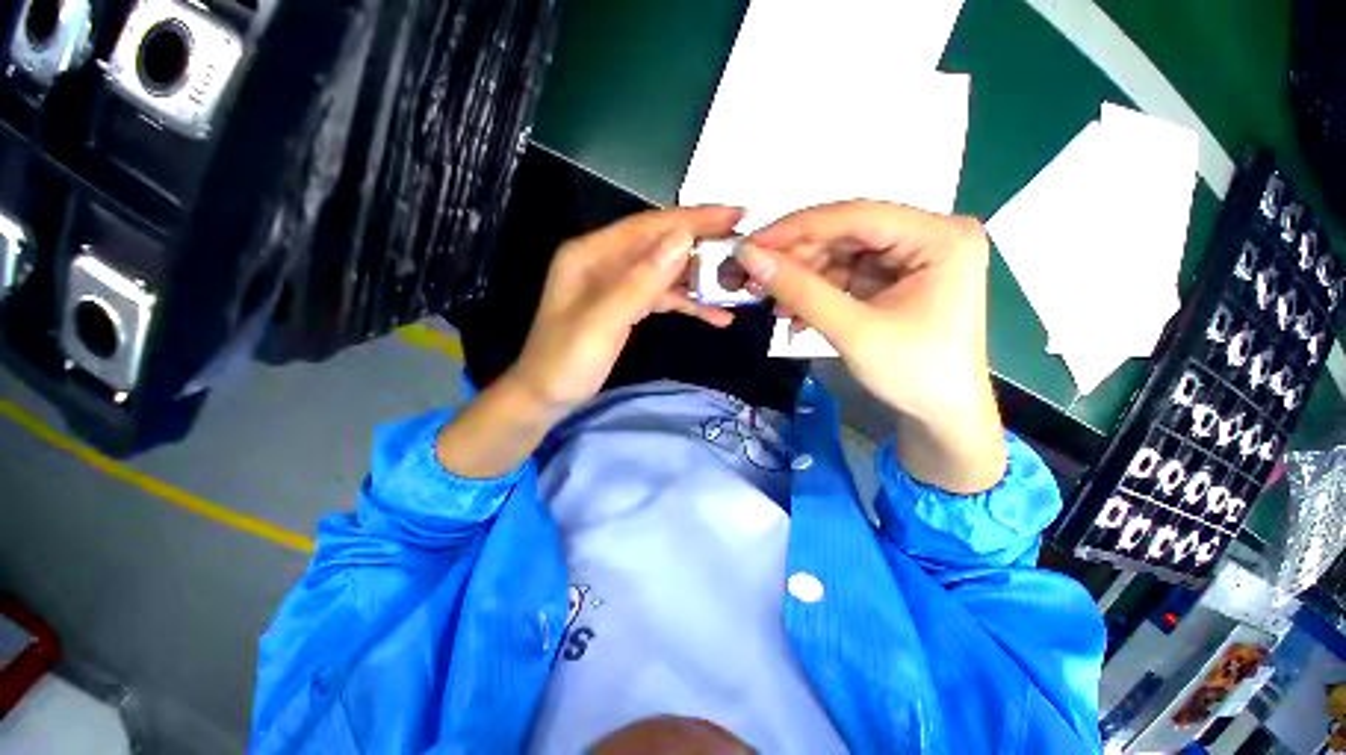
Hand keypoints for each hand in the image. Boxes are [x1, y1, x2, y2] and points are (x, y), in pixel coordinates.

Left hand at [508, 205, 742, 409]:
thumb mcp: (603, 321)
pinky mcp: (626, 306)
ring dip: (700, 279)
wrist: (546, 397)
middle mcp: (605, 261)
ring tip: (737, 284)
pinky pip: (661, 297)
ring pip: (666, 272)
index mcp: (593, 254)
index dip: (694, 219)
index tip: (737, 215)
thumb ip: (641, 280)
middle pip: (662, 244)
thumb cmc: (566, 361)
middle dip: (703, 244)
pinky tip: (715, 315)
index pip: (651, 225)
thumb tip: (682, 238)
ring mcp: (616, 284)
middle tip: (746, 247)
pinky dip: (687, 303)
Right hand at [738, 200, 1004, 491]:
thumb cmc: (913, 375)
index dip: (797, 229)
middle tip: (752, 277)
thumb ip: (800, 290)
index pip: (856, 216)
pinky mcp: (895, 278)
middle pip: (846, 234)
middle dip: (796, 259)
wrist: (942, 418)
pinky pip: (845, 275)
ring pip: (839, 254)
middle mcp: (929, 235)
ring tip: (772, 305)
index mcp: (940, 237)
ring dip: (801, 279)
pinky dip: (815, 293)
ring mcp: (912, 257)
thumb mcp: (853, 331)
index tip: (750, 244)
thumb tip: (749, 256)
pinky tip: (795, 315)